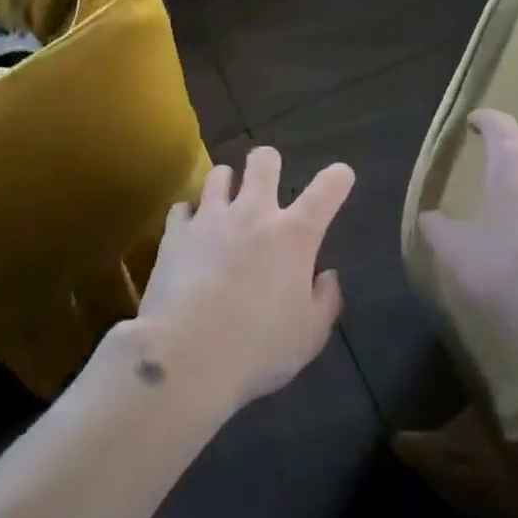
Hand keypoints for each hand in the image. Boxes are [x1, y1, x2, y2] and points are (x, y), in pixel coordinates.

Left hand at [131, 148, 353, 416]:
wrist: (185, 356)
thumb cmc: (257, 349)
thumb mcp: (308, 337)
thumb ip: (325, 301)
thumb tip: (327, 276)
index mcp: (293, 236)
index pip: (325, 191)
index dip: (337, 178)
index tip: (341, 176)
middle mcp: (252, 214)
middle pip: (263, 161)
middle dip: (268, 162)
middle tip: (267, 180)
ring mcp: (210, 218)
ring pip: (219, 174)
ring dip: (227, 185)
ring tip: (226, 203)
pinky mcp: (176, 232)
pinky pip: (183, 208)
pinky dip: (190, 216)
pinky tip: (191, 233)